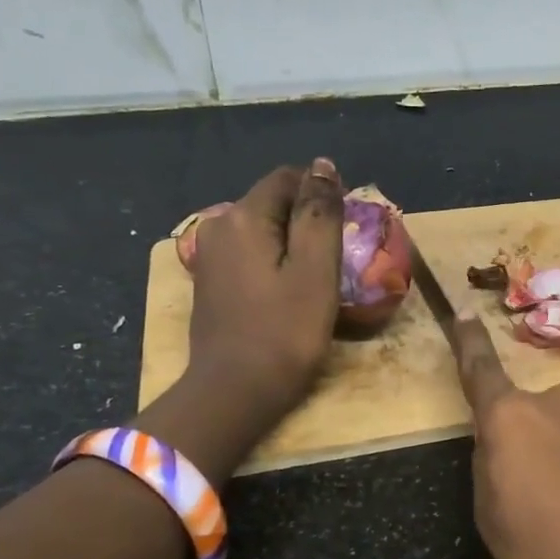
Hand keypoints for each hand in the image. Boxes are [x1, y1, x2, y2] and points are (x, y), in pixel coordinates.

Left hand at [135, 159, 343, 481]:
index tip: (349, 228)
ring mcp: (210, 256)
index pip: (288, 179)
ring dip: (293, 243)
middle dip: (308, 219)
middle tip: (339, 257)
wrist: (233, 393)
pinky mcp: (211, 283)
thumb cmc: (284, 332)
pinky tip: (291, 290)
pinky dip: (275, 262)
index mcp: (244, 217)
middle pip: (273, 203)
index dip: (323, 193)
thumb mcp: (316, 270)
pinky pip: (251, 254)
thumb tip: (322, 166)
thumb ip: (320, 213)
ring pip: (263, 230)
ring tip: (320, 275)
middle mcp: (219, 226)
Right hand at [448, 311, 559, 558]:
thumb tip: (503, 448)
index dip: (469, 342)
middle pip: (530, 417)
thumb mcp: (496, 528)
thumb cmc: (559, 557)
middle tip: (538, 503)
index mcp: (513, 420)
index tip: (464, 309)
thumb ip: (489, 473)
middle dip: (528, 448)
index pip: (481, 371)